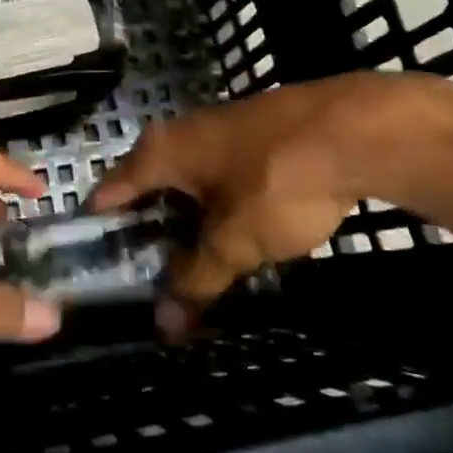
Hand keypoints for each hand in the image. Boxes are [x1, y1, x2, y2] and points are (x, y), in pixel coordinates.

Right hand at [89, 73, 452, 330]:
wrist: (354, 129)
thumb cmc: (278, 181)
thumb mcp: (234, 241)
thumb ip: (197, 279)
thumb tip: (165, 323)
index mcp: (161, 152)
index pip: (110, 191)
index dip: (101, 231)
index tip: (97, 270)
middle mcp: (180, 133)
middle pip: (148, 187)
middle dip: (148, 233)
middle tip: (150, 281)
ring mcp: (219, 130)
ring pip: (187, 182)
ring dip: (186, 222)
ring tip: (192, 266)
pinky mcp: (254, 135)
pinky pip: (219, 176)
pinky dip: (217, 206)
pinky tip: (236, 233)